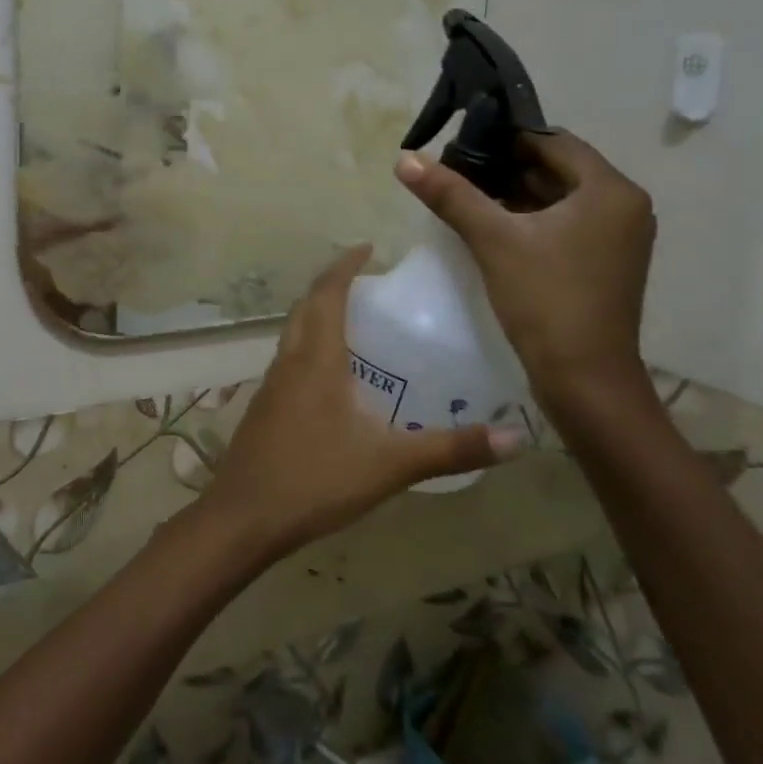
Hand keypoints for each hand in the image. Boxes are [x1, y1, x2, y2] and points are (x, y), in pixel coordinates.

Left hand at [199, 245, 520, 557]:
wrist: (244, 515)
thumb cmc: (315, 479)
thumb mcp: (390, 464)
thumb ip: (451, 449)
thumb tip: (518, 437)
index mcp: (316, 358)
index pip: (326, 293)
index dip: (344, 265)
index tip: (368, 248)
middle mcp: (289, 360)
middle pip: (306, 306)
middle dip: (331, 286)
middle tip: (367, 283)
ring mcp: (271, 384)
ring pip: (293, 332)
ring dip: (318, 315)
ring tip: (355, 323)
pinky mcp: (264, 407)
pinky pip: (289, 359)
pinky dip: (310, 347)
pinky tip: (333, 378)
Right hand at [395, 132, 654, 409]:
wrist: (584, 379)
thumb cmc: (545, 300)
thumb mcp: (493, 240)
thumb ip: (450, 194)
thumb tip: (405, 159)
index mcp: (610, 190)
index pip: (553, 141)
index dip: (505, 138)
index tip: (461, 143)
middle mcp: (623, 205)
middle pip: (557, 168)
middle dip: (506, 167)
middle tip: (455, 170)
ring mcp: (617, 236)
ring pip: (559, 197)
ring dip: (515, 193)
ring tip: (465, 195)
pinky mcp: (604, 261)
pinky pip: (564, 223)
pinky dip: (530, 218)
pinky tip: (491, 225)